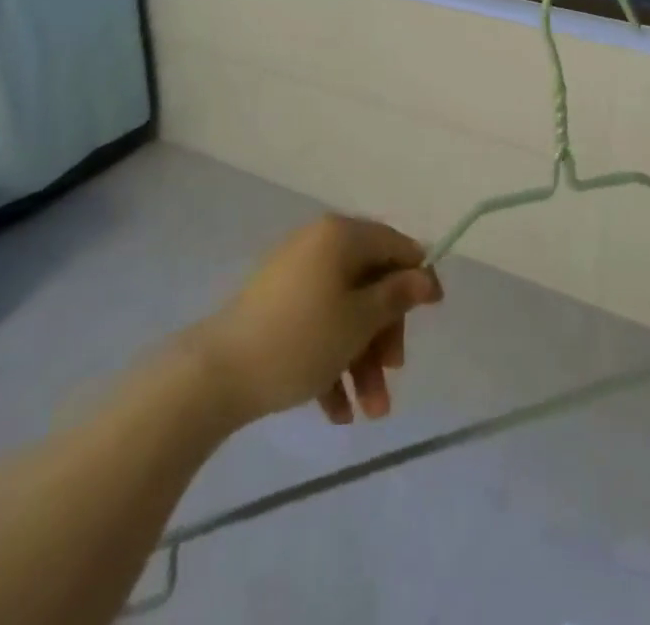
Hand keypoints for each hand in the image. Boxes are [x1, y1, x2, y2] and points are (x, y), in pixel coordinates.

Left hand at [193, 216, 442, 428]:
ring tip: (369, 413)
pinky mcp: (275, 308)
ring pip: (344, 311)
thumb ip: (397, 296)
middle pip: (370, 283)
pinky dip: (331, 361)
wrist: (215, 375)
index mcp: (341, 236)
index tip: (433, 312)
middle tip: (393, 375)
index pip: (394, 245)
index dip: (418, 276)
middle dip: (384, 335)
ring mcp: (294, 276)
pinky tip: (336, 411)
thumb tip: (425, 275)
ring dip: (362, 359)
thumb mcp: (360, 320)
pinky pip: (316, 326)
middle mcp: (319, 246)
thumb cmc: (301, 339)